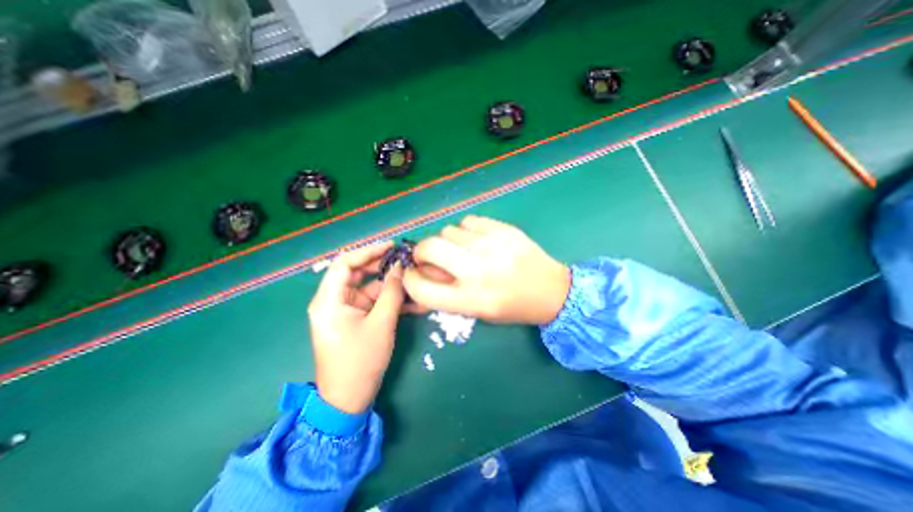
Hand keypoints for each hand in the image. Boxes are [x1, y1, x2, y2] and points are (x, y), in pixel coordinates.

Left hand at [309, 242, 404, 414]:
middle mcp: (334, 301)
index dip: (368, 251)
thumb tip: (400, 267)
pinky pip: (374, 303)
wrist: (349, 399)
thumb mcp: (381, 323)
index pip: (345, 263)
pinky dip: (391, 301)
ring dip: (392, 287)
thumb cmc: (360, 361)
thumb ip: (392, 292)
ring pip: (370, 288)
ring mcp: (346, 311)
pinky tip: (413, 302)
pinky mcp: (356, 319)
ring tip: (415, 282)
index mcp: (329, 300)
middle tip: (406, 262)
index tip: (392, 247)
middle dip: (383, 267)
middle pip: (358, 273)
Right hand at [401, 216, 568, 323]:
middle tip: (431, 255)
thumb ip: (446, 294)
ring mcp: (492, 246)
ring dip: (448, 241)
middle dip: (422, 251)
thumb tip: (422, 271)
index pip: (421, 288)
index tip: (413, 273)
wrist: (552, 290)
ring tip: (463, 250)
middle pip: (429, 247)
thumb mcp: (477, 311)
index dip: (410, 279)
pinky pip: (468, 221)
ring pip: (448, 230)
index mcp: (471, 300)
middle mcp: (479, 271)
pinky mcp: (504, 229)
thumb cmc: (512, 307)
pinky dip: (466, 230)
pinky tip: (478, 240)